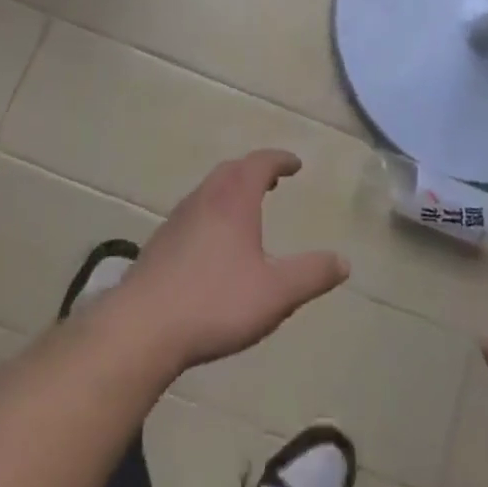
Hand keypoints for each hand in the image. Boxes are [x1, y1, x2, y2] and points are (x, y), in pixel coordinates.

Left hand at [110, 150, 348, 374]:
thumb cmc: (216, 302)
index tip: (295, 164)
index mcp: (233, 200)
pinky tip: (215, 241)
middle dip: (254, 170)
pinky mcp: (162, 242)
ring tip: (247, 207)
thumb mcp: (276, 293)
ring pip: (209, 190)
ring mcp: (178, 219)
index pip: (259, 164)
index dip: (279, 160)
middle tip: (273, 180)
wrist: (144, 326)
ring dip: (231, 189)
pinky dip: (213, 210)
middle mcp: (204, 199)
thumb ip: (311, 275)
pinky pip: (194, 211)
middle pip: (231, 170)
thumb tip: (343, 261)